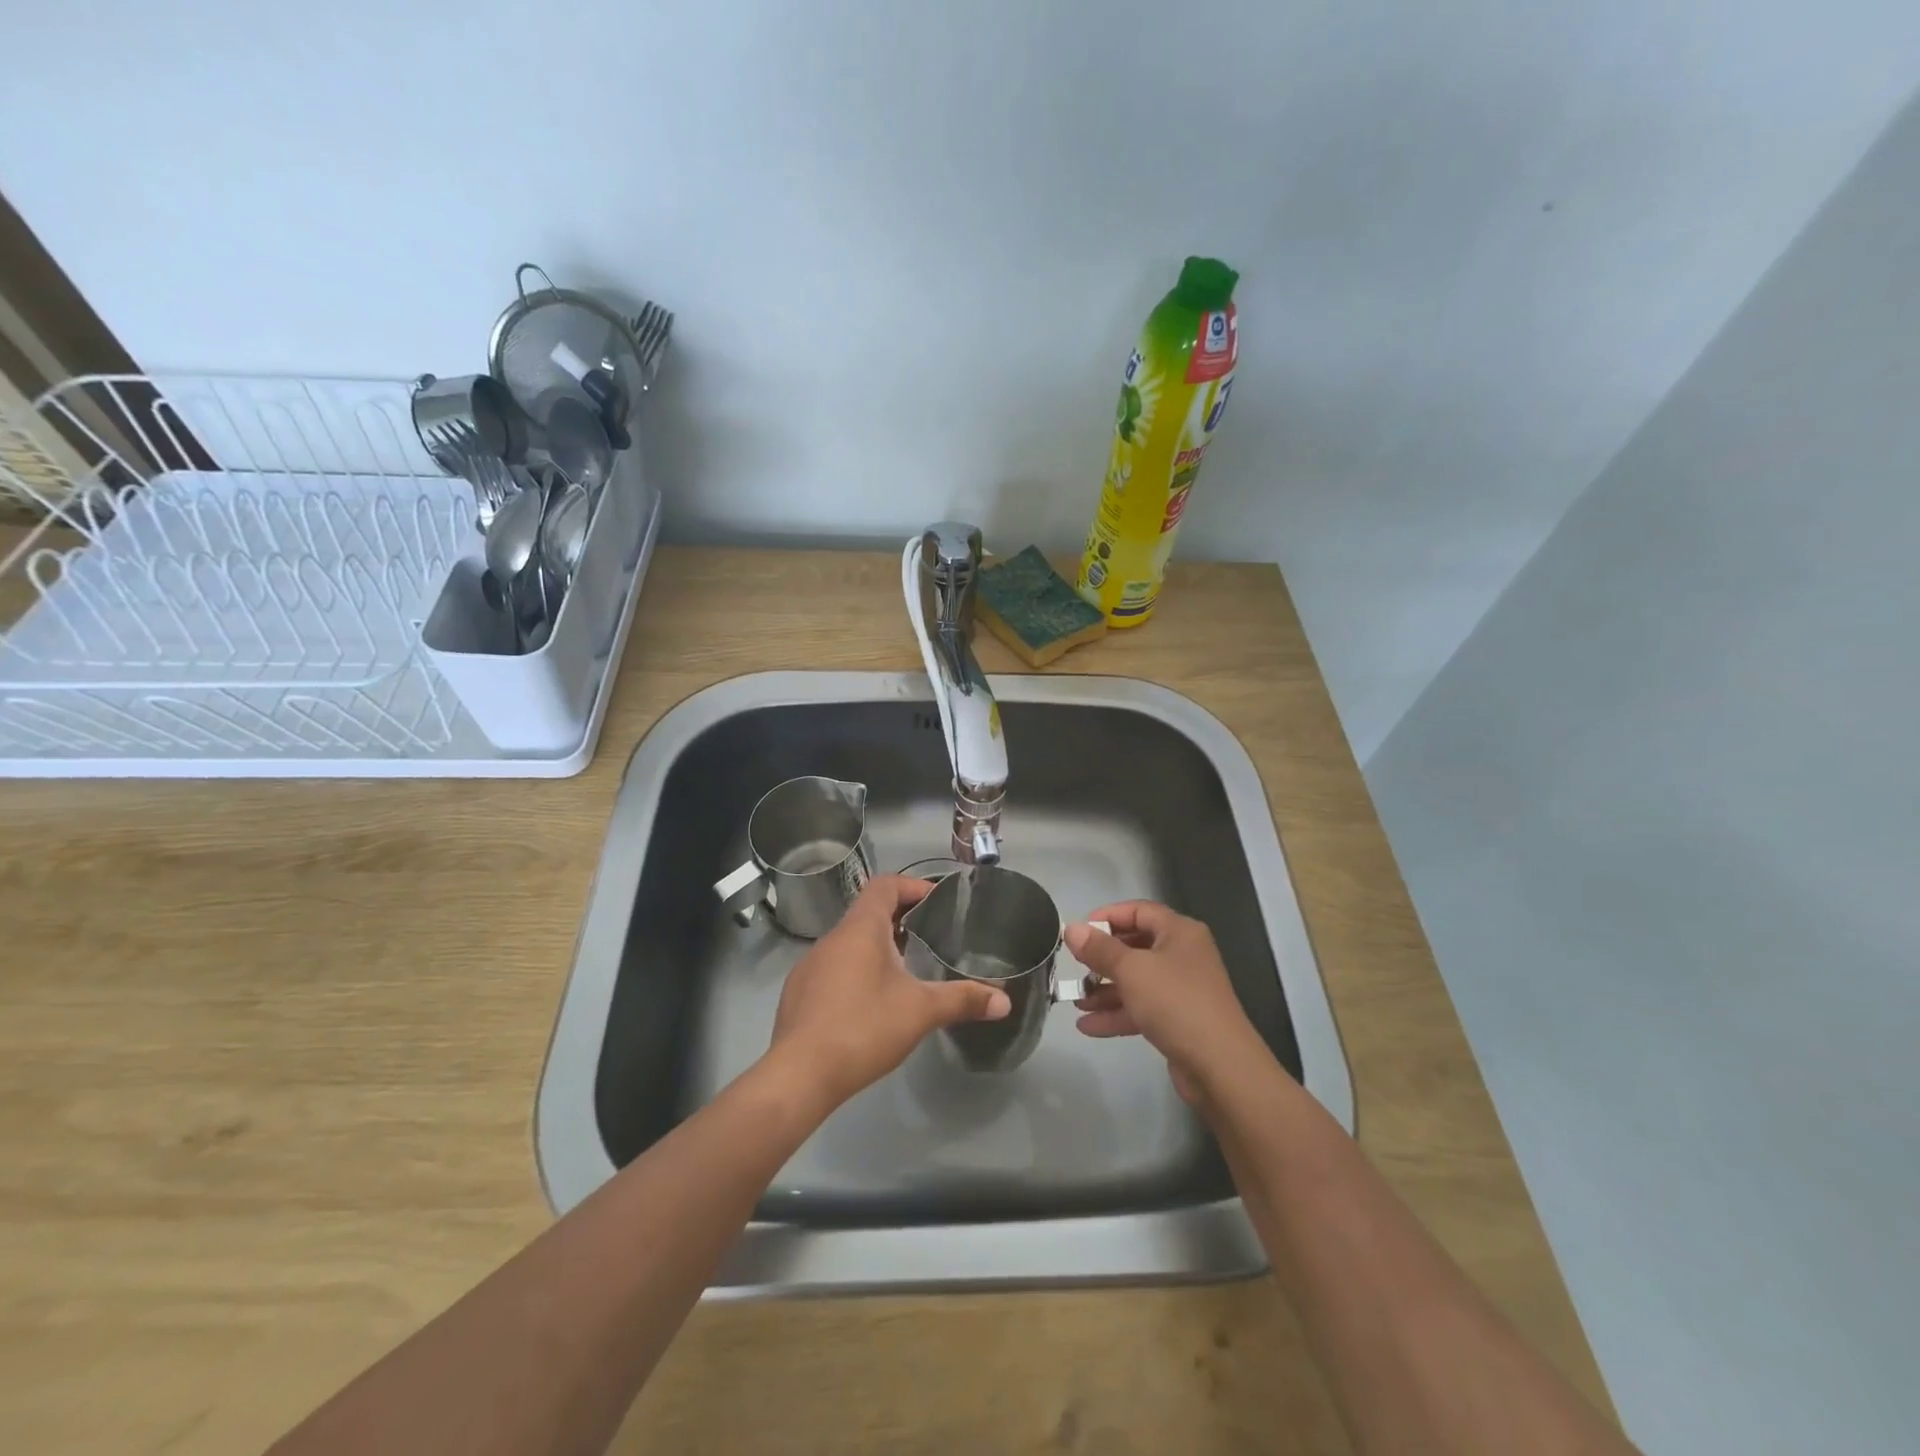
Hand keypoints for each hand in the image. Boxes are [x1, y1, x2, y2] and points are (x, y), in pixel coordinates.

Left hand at [766, 875, 1011, 1112]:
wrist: (800, 1075)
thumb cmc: (863, 1028)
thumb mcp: (921, 1011)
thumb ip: (963, 1000)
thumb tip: (1005, 1000)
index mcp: (861, 929)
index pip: (885, 885)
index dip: (912, 886)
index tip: (937, 902)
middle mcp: (832, 938)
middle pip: (868, 912)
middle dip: (900, 919)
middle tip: (931, 936)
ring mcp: (810, 966)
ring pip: (850, 943)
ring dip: (878, 948)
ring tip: (906, 970)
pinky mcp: (799, 994)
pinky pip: (833, 968)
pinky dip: (856, 972)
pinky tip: (870, 1004)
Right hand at [1063, 902, 1268, 1104]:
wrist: (1220, 1066)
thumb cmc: (1175, 1003)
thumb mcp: (1131, 970)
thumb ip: (1099, 949)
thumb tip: (1072, 928)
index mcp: (1179, 932)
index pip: (1139, 911)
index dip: (1108, 916)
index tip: (1080, 931)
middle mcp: (1183, 955)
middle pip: (1136, 946)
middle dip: (1103, 958)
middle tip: (1075, 966)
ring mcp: (1182, 989)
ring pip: (1136, 981)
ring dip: (1105, 990)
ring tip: (1076, 1000)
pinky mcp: (1178, 1020)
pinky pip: (1142, 1008)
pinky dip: (1117, 1014)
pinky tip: (1088, 1026)